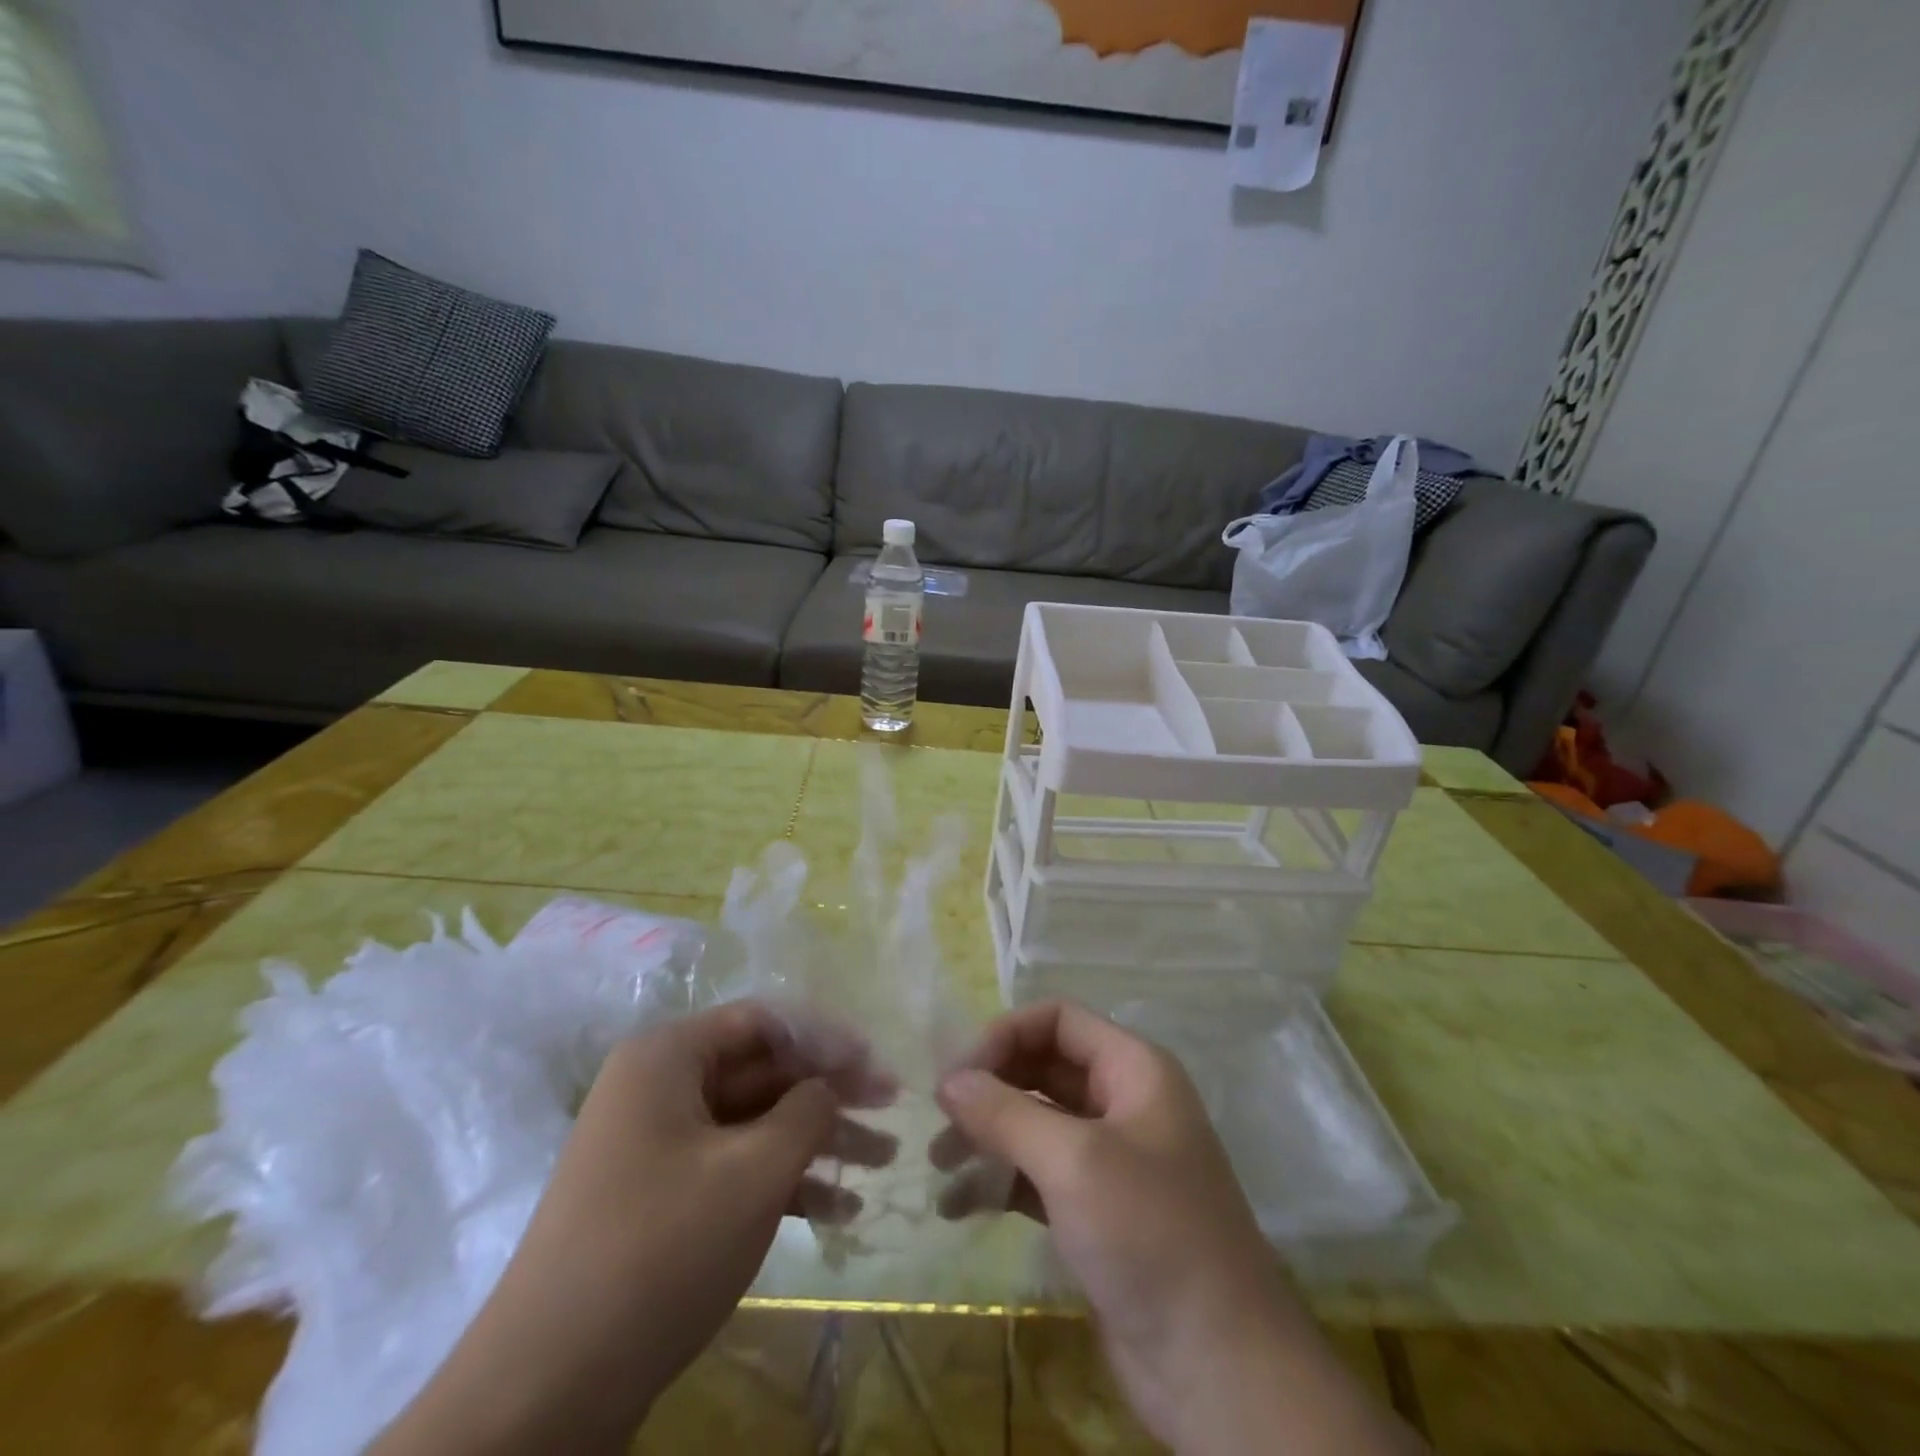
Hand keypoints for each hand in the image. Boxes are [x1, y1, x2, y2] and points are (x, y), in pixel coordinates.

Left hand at [373, 1001, 896, 1455]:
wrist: (547, 1390)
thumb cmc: (660, 1249)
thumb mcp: (753, 1171)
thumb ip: (807, 1111)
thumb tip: (829, 1086)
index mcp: (668, 1056)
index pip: (762, 1021)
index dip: (825, 1036)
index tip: (876, 1061)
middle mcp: (659, 1087)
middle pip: (762, 1070)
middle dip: (829, 1092)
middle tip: (891, 1109)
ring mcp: (659, 1145)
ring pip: (755, 1122)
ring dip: (817, 1140)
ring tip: (882, 1161)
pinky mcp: (662, 1198)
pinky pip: (734, 1167)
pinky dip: (784, 1182)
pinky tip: (840, 1210)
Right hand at [932, 1001, 1422, 1455]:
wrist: (1220, 1370)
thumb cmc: (1151, 1236)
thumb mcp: (1074, 1162)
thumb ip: (1006, 1112)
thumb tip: (949, 1079)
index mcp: (1134, 1070)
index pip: (1058, 1020)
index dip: (1006, 1034)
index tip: (958, 1075)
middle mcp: (1123, 1103)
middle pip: (1044, 1067)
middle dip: (991, 1086)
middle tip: (939, 1117)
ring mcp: (1111, 1160)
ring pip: (1037, 1122)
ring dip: (988, 1134)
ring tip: (939, 1162)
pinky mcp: (1096, 1212)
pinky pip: (1038, 1175)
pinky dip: (999, 1180)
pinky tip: (958, 1204)